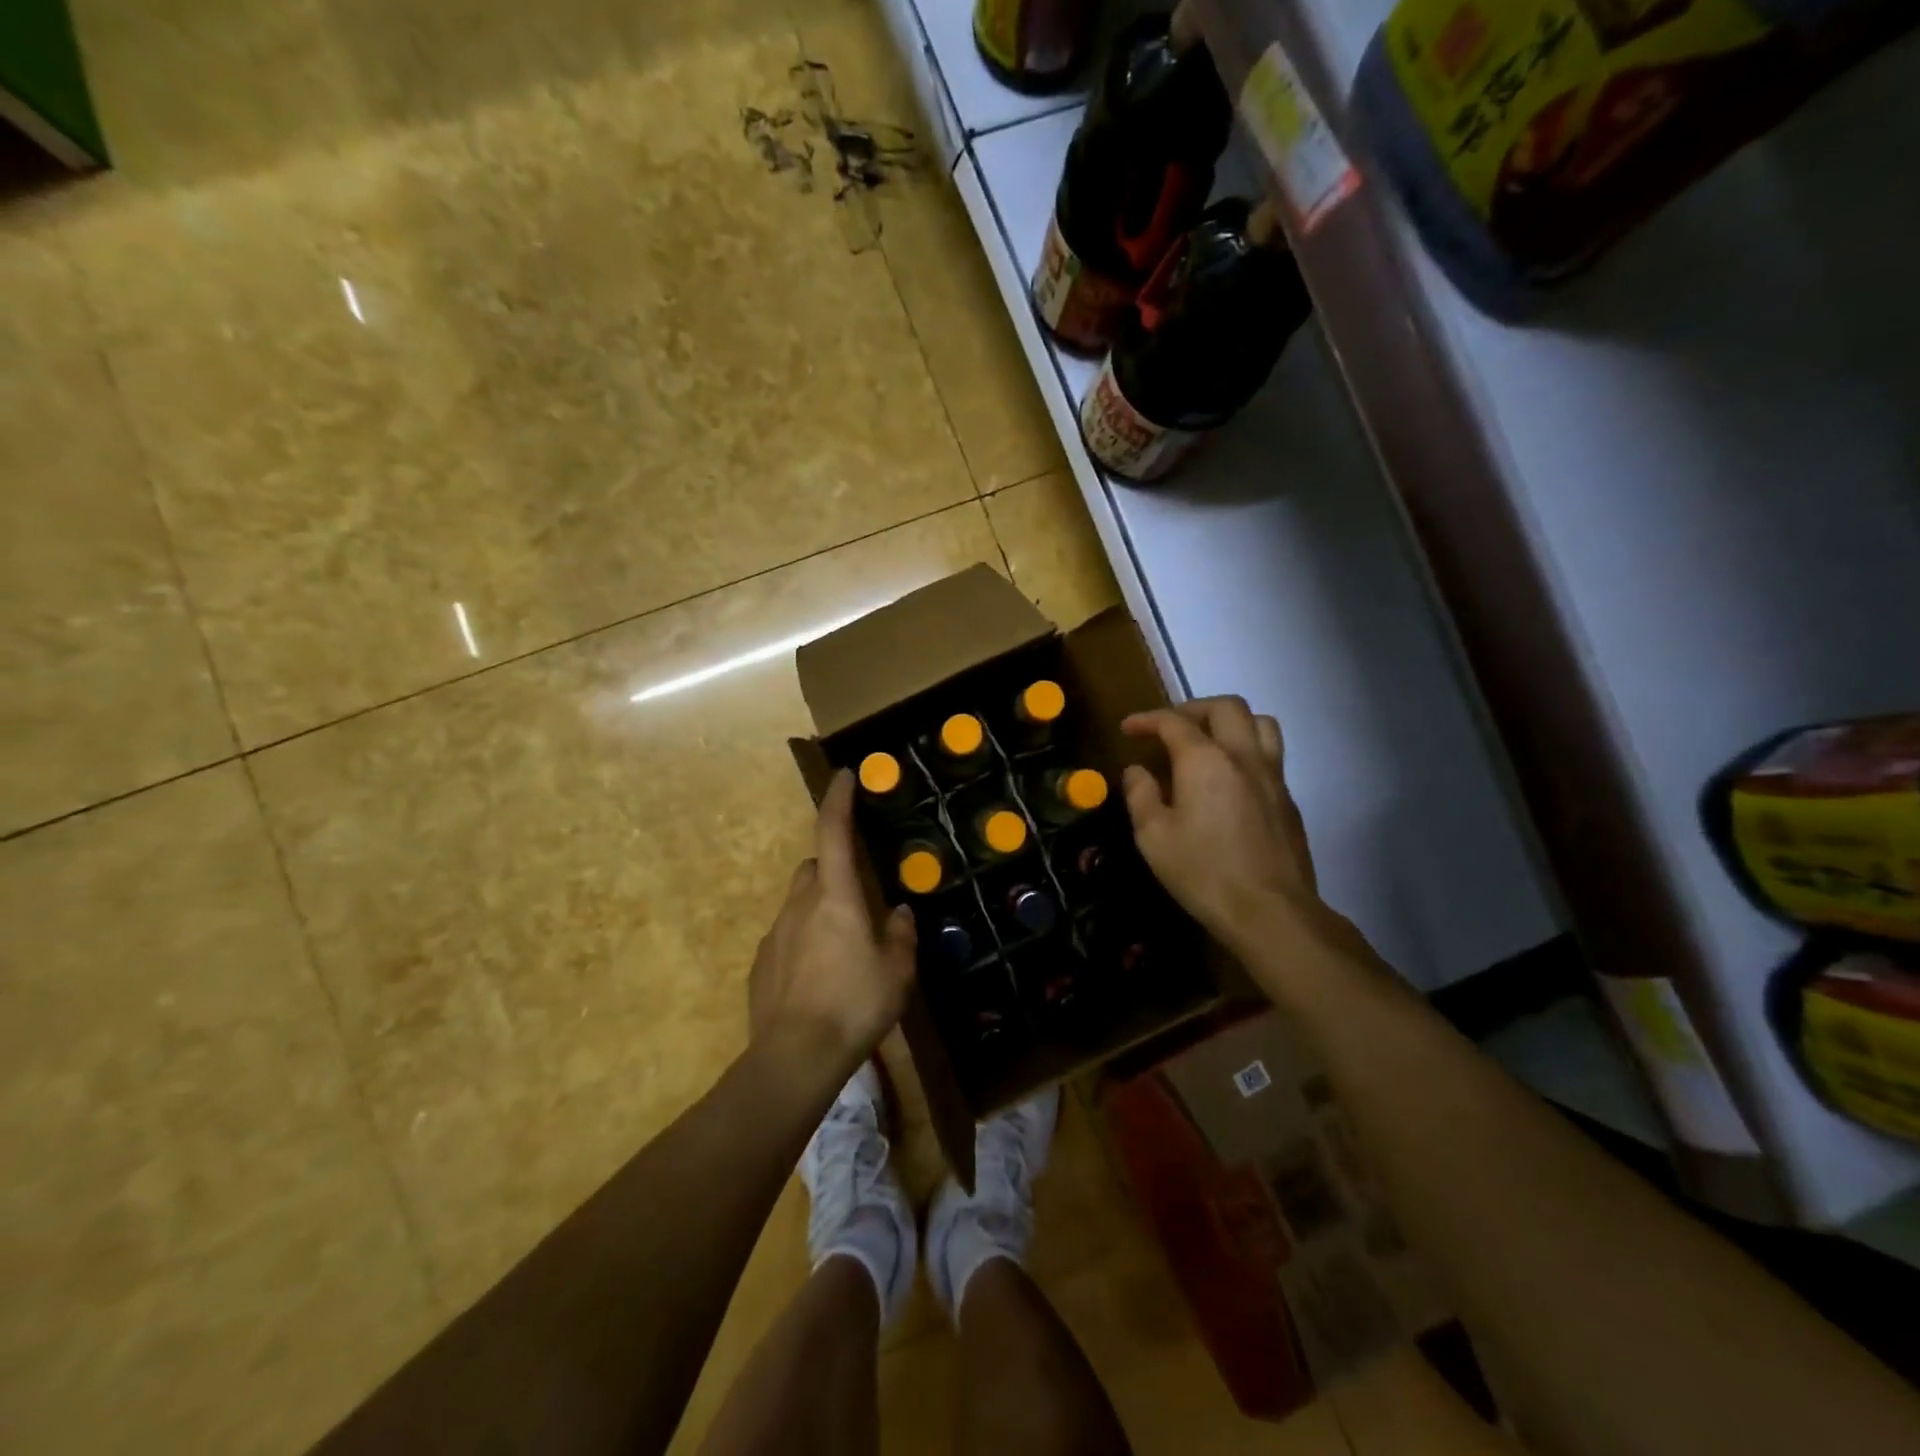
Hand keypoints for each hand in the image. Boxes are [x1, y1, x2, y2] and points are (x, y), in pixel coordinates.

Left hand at [749, 771, 916, 1075]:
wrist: (795, 1057)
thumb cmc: (855, 1004)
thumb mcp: (897, 972)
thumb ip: (900, 935)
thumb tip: (899, 913)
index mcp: (836, 896)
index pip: (833, 831)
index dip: (839, 799)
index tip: (845, 775)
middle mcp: (800, 904)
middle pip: (813, 867)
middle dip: (832, 869)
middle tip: (858, 899)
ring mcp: (775, 933)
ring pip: (798, 902)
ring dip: (819, 909)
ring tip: (842, 948)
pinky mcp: (760, 963)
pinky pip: (786, 937)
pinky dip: (803, 941)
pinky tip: (817, 977)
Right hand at [1121, 697, 1319, 952]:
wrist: (1271, 912)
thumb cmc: (1203, 872)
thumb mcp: (1154, 837)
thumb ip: (1141, 795)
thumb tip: (1137, 771)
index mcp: (1205, 760)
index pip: (1173, 722)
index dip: (1147, 719)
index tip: (1128, 728)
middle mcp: (1243, 756)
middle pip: (1225, 707)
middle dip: (1192, 708)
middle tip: (1170, 726)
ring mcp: (1273, 776)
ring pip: (1260, 723)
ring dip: (1230, 721)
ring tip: (1209, 740)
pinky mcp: (1288, 800)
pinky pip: (1270, 755)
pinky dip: (1247, 749)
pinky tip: (1230, 779)